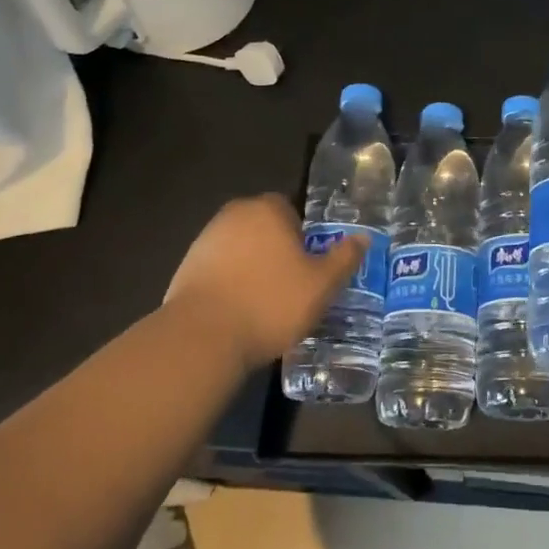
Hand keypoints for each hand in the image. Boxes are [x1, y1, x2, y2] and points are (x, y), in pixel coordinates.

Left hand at [161, 194, 364, 370]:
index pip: (292, 210)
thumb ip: (344, 258)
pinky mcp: (186, 268)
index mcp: (268, 209)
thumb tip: (363, 237)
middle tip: (293, 286)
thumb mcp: (321, 284)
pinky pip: (219, 271)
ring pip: (241, 250)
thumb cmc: (270, 303)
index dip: (304, 237)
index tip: (310, 266)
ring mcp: (205, 241)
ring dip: (253, 268)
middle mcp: (234, 215)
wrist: (201, 338)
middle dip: (278, 251)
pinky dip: (230, 285)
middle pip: (265, 228)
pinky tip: (239, 314)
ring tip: (266, 304)